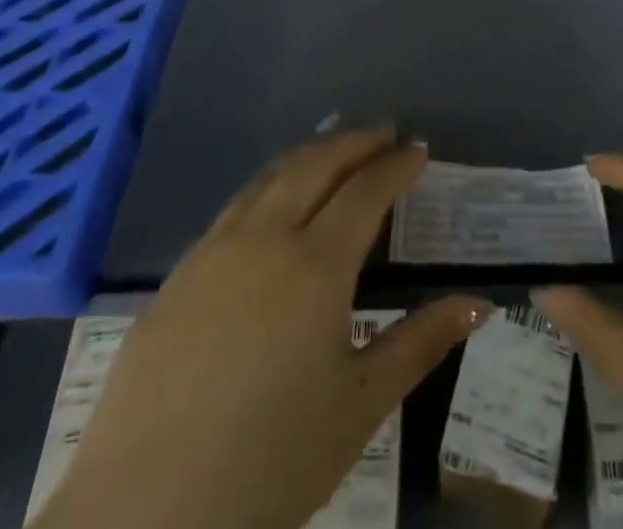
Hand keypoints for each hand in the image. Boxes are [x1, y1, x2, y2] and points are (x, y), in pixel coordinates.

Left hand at [38, 128, 491, 528]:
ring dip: (311, 153)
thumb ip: (420, 343)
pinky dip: (271, 183)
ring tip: (337, 147)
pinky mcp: (178, 274)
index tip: (419, 150)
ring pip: (271, 176)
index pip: (365, 190)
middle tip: (385, 132)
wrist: (142, 515)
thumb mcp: (359, 406)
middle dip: (355, 140)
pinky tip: (276, 202)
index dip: (396, 165)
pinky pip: (237, 206)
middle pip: (316, 164)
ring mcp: (214, 250)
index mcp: (315, 265)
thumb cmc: (269, 463)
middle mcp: (264, 238)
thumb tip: (480, 303)